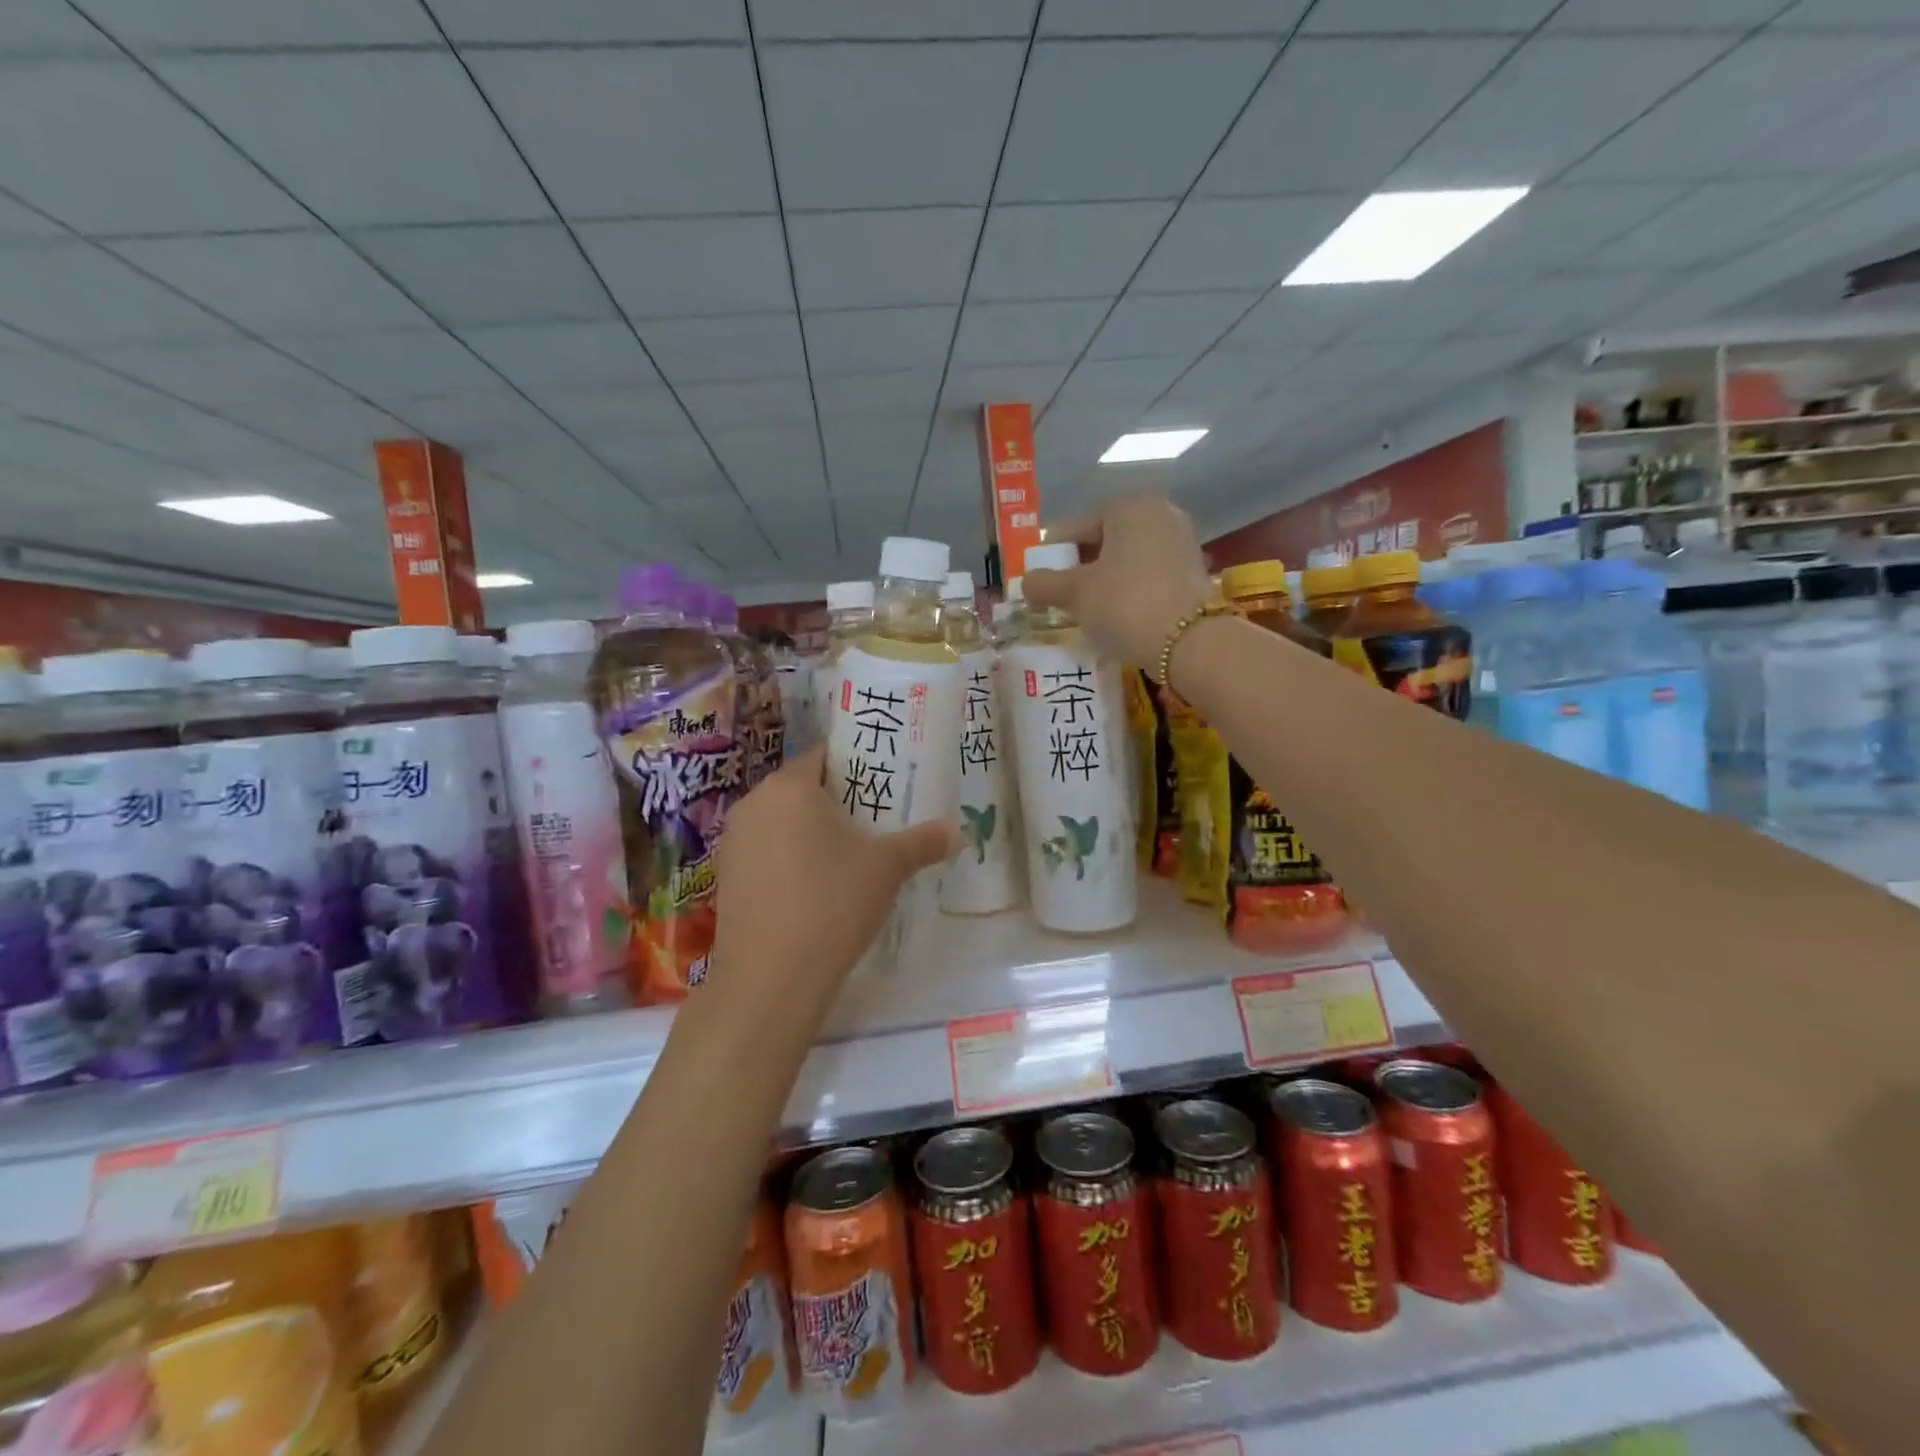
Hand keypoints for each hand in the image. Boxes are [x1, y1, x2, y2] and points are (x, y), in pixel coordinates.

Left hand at [706, 745, 956, 1017]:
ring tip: (845, 857)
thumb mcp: (887, 869)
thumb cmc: (832, 904)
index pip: (823, 756)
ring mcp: (733, 841)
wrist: (770, 978)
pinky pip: (763, 851)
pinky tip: (812, 889)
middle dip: (835, 801)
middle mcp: (753, 803)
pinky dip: (786, 858)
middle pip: (800, 788)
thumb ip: (924, 842)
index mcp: (790, 786)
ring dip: (808, 831)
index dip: (855, 767)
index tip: (882, 786)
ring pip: (780, 821)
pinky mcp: (725, 876)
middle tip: (872, 822)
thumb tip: (960, 830)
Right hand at [1024, 493, 1212, 669]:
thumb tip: (1026, 582)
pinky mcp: (1194, 573)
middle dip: (1081, 566)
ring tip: (1085, 608)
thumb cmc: (1124, 603)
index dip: (1053, 553)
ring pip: (1128, 559)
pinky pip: (1149, 576)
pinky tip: (1116, 614)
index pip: (1078, 526)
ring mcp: (1182, 543)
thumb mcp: (1075, 593)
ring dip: (1105, 580)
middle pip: (1105, 540)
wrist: (1189, 643)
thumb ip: (1044, 584)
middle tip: (1059, 594)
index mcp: (1130, 507)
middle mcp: (1161, 514)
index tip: (1039, 576)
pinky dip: (1129, 590)